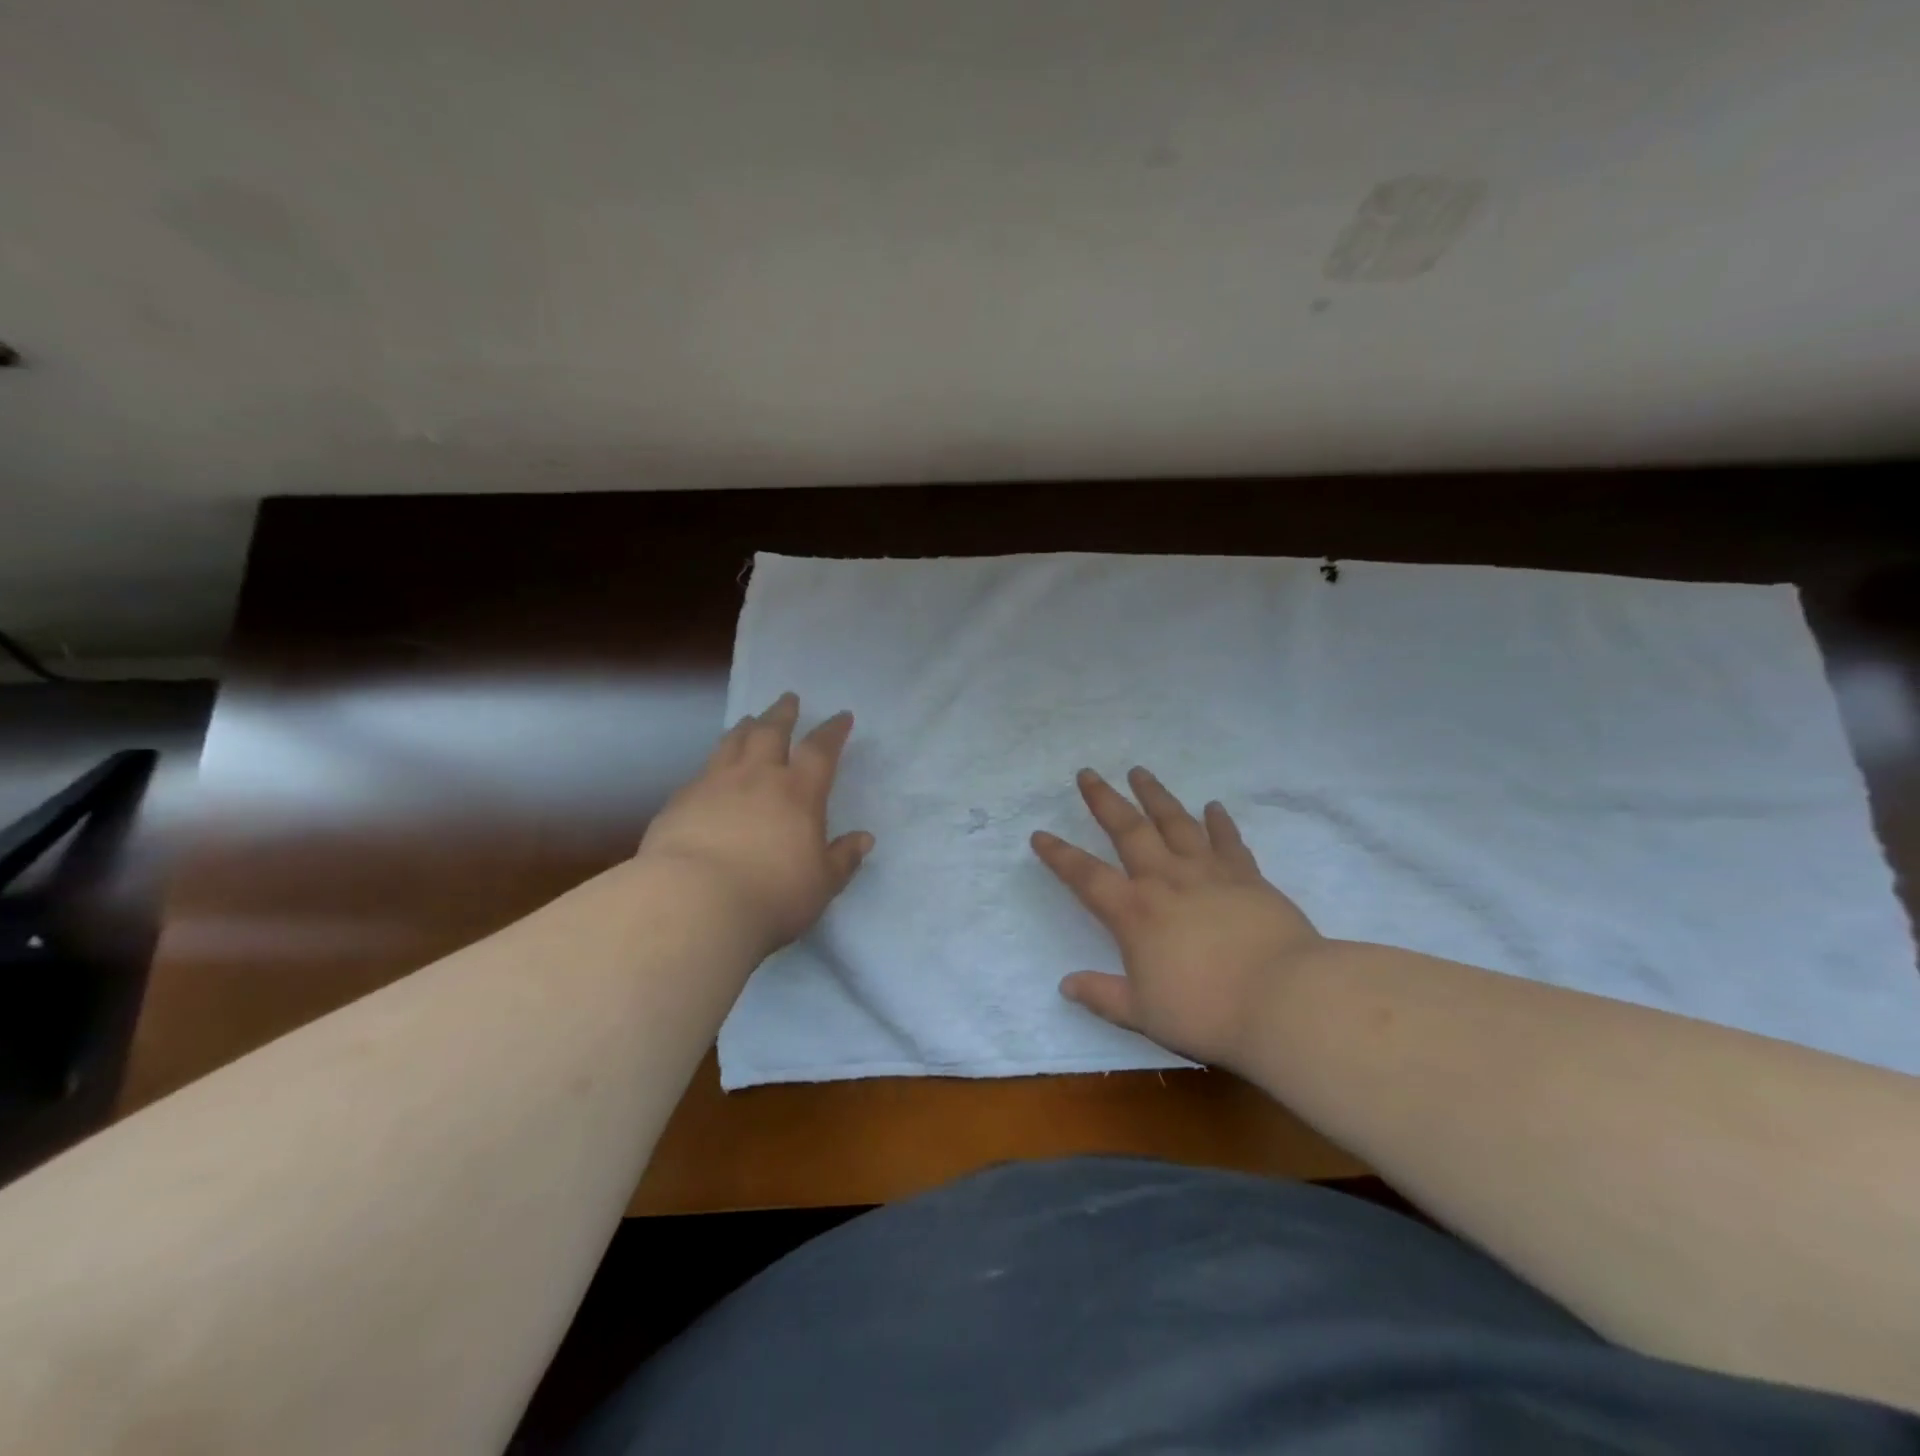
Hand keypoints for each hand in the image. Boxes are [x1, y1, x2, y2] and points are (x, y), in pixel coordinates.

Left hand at [638, 692, 872, 955]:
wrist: (694, 904)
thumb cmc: (771, 895)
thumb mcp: (822, 884)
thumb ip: (843, 858)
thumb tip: (864, 839)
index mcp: (798, 792)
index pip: (820, 750)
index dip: (833, 731)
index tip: (841, 716)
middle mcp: (757, 777)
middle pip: (770, 732)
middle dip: (783, 713)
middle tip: (788, 698)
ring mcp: (714, 785)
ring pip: (732, 743)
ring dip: (745, 728)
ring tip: (749, 720)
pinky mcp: (680, 802)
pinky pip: (701, 772)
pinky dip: (713, 763)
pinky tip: (710, 771)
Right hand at [1031, 767, 1322, 1070]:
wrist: (1284, 999)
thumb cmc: (1207, 1011)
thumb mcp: (1144, 1014)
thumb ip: (1103, 995)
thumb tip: (1066, 985)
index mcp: (1134, 913)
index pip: (1086, 876)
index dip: (1059, 855)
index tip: (1039, 834)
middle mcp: (1166, 881)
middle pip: (1128, 830)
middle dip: (1104, 800)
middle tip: (1088, 773)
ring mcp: (1209, 873)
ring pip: (1175, 823)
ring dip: (1154, 796)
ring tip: (1140, 772)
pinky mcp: (1247, 877)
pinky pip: (1228, 841)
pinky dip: (1218, 822)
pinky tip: (1213, 806)